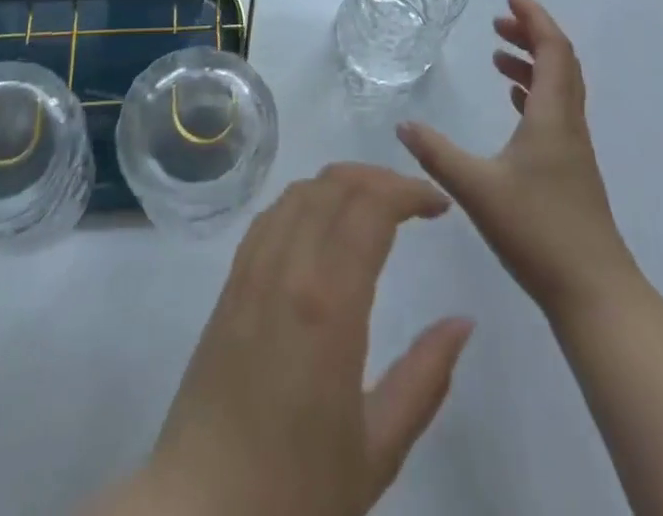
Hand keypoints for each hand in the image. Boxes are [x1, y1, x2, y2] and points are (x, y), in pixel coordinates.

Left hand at [93, 165, 473, 515]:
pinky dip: (305, 200)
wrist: (200, 508)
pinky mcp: (229, 281)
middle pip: (334, 185)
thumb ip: (425, 379)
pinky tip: (322, 224)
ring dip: (341, 183)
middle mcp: (286, 267)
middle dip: (380, 178)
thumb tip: (462, 323)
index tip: (439, 204)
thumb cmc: (296, 489)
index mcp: (327, 302)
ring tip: (375, 205)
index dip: (408, 191)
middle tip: (415, 201)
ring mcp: (251, 268)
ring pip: (299, 191)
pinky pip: (270, 215)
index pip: (370, 207)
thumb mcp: (377, 448)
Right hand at [398, 0, 638, 312]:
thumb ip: (437, 154)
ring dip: (532, 65)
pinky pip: (554, 113)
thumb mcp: (477, 188)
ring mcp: (573, 150)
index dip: (535, 18)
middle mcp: (567, 125)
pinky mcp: (570, 172)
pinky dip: (534, 95)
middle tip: (498, 23)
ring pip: (558, 89)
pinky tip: (513, 105)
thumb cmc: (538, 232)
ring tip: (498, 58)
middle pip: (560, 63)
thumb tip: (403, 124)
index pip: (554, 50)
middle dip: (531, 35)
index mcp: (552, 117)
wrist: (596, 295)